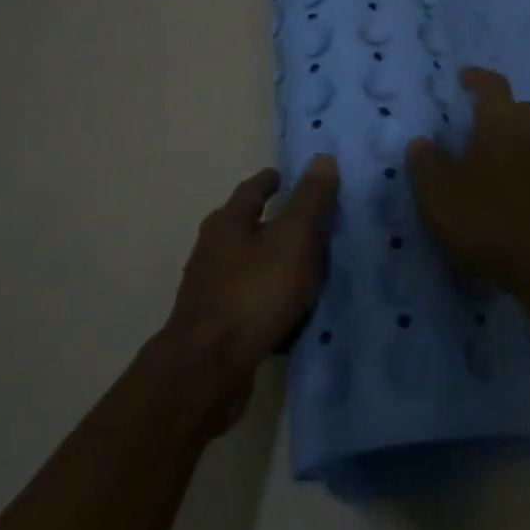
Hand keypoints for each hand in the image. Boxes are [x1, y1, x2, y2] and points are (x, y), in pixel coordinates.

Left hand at [159, 156, 337, 431]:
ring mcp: (210, 290)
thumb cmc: (253, 293)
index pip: (253, 188)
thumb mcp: (293, 238)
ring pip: (249, 265)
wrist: (207, 370)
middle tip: (310, 222)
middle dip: (274, 221)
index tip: (290, 178)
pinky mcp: (215, 326)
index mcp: (228, 222)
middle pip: (246, 226)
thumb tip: (322, 158)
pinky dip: (270, 298)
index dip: (274, 180)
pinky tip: (291, 310)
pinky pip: (250, 300)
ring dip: (274, 262)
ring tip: (308, 266)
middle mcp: (213, 250)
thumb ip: (310, 200)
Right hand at [406, 68, 529, 295]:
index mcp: (501, 123)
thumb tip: (421, 141)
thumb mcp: (440, 195)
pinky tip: (505, 189)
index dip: (476, 78)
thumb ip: (426, 164)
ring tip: (485, 159)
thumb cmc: (490, 221)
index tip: (462, 78)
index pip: (491, 85)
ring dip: (510, 139)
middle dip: (497, 109)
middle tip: (473, 122)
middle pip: (518, 107)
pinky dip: (522, 165)